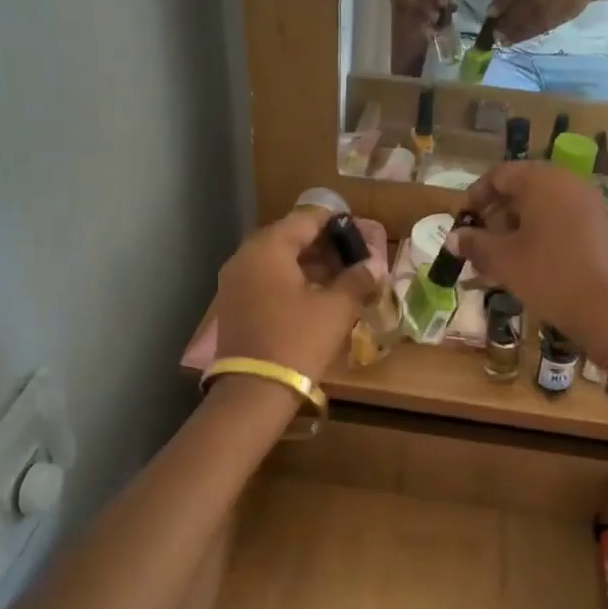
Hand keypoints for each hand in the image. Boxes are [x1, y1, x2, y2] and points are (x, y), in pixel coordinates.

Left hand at [214, 208, 378, 385]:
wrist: (254, 390)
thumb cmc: (298, 341)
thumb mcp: (336, 309)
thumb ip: (357, 280)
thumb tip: (373, 266)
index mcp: (268, 248)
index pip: (306, 218)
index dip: (337, 222)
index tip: (360, 231)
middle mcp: (245, 256)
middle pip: (289, 237)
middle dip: (323, 244)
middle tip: (353, 255)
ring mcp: (235, 281)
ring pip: (277, 260)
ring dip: (308, 263)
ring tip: (341, 276)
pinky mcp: (234, 304)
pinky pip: (266, 279)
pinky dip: (290, 280)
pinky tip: (316, 295)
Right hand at [449, 162, 607, 356]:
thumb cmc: (548, 276)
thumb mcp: (504, 260)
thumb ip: (475, 243)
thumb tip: (452, 238)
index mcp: (542, 180)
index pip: (499, 175)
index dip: (475, 196)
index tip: (462, 221)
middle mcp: (568, 183)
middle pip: (521, 189)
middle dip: (495, 215)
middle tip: (478, 243)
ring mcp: (588, 204)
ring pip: (541, 207)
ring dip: (515, 228)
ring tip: (498, 258)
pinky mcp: (599, 226)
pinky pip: (560, 220)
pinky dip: (538, 235)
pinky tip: (526, 263)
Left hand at [489, 0, 607, 43]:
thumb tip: (497, 7)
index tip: (491, 14)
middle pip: (532, 0)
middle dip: (511, 19)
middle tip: (495, 34)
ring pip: (541, 15)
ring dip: (520, 31)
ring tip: (504, 42)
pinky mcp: (572, 10)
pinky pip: (549, 24)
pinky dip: (532, 33)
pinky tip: (519, 40)